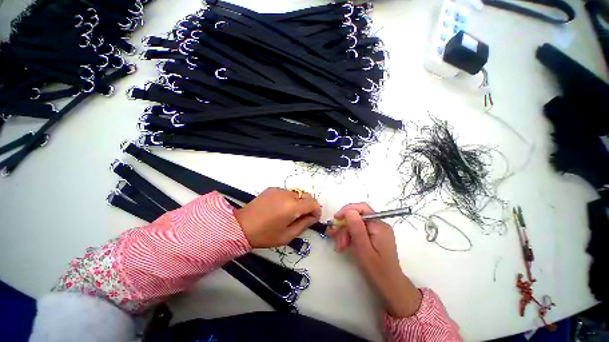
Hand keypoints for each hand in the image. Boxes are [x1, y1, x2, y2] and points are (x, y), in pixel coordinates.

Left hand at [235, 188, 321, 247]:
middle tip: (300, 217)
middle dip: (308, 206)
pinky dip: (287, 199)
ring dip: (297, 202)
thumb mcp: (287, 235)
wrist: (241, 226)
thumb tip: (313, 217)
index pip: (313, 203)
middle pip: (306, 196)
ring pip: (296, 194)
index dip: (316, 211)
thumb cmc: (265, 235)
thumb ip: (304, 224)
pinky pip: (286, 192)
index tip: (312, 219)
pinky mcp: (272, 188)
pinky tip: (278, 208)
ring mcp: (279, 189)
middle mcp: (288, 194)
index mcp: (293, 207)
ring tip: (287, 213)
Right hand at [328, 203, 421, 317]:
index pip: (362, 209)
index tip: (336, 218)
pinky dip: (349, 237)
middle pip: (357, 218)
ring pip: (355, 225)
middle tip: (338, 242)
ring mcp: (376, 231)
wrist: (390, 288)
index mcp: (380, 226)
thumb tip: (349, 211)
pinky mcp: (373, 237)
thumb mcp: (364, 250)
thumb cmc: (377, 271)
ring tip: (340, 247)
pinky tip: (343, 245)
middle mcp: (379, 225)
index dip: (347, 210)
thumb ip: (357, 229)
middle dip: (345, 227)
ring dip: (345, 234)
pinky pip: (358, 231)